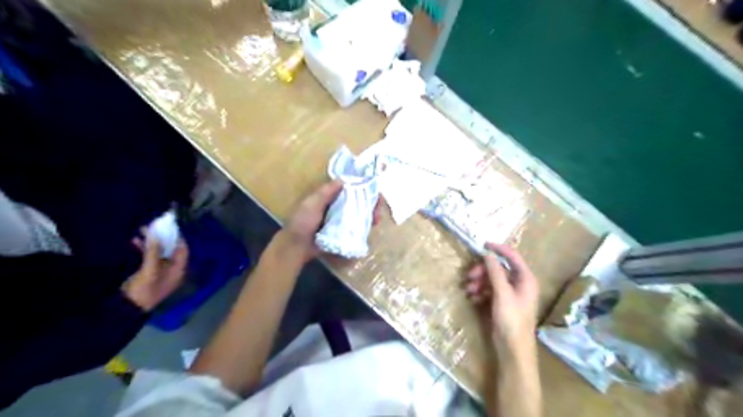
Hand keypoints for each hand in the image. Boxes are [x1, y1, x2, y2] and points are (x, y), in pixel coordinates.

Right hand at [122, 232, 186, 311]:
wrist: (125, 309)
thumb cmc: (144, 290)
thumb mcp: (150, 270)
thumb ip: (153, 252)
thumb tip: (155, 234)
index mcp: (178, 270)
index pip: (183, 250)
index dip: (178, 238)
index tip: (170, 227)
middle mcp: (172, 270)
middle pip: (171, 250)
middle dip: (163, 239)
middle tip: (155, 226)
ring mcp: (160, 272)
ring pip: (159, 253)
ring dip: (152, 243)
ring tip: (143, 229)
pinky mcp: (147, 273)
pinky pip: (148, 258)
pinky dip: (143, 249)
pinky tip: (134, 241)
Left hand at [278, 180, 382, 263]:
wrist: (296, 246)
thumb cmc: (302, 222)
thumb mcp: (312, 204)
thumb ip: (326, 192)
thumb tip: (344, 179)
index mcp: (329, 196)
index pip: (349, 187)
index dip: (362, 186)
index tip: (373, 188)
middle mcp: (337, 206)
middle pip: (359, 199)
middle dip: (370, 201)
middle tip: (379, 206)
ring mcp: (341, 219)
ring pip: (360, 212)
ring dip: (370, 213)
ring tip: (377, 217)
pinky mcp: (344, 232)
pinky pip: (358, 225)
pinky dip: (366, 224)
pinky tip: (373, 225)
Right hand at [462, 242, 541, 353]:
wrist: (513, 349)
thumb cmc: (512, 320)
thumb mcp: (502, 294)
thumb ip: (495, 272)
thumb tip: (487, 253)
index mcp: (525, 279)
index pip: (512, 256)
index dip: (498, 249)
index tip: (482, 244)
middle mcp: (519, 283)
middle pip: (499, 268)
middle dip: (483, 271)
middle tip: (469, 276)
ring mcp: (510, 294)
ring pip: (492, 279)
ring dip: (479, 282)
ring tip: (468, 290)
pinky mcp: (502, 303)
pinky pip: (489, 290)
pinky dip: (480, 291)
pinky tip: (472, 298)